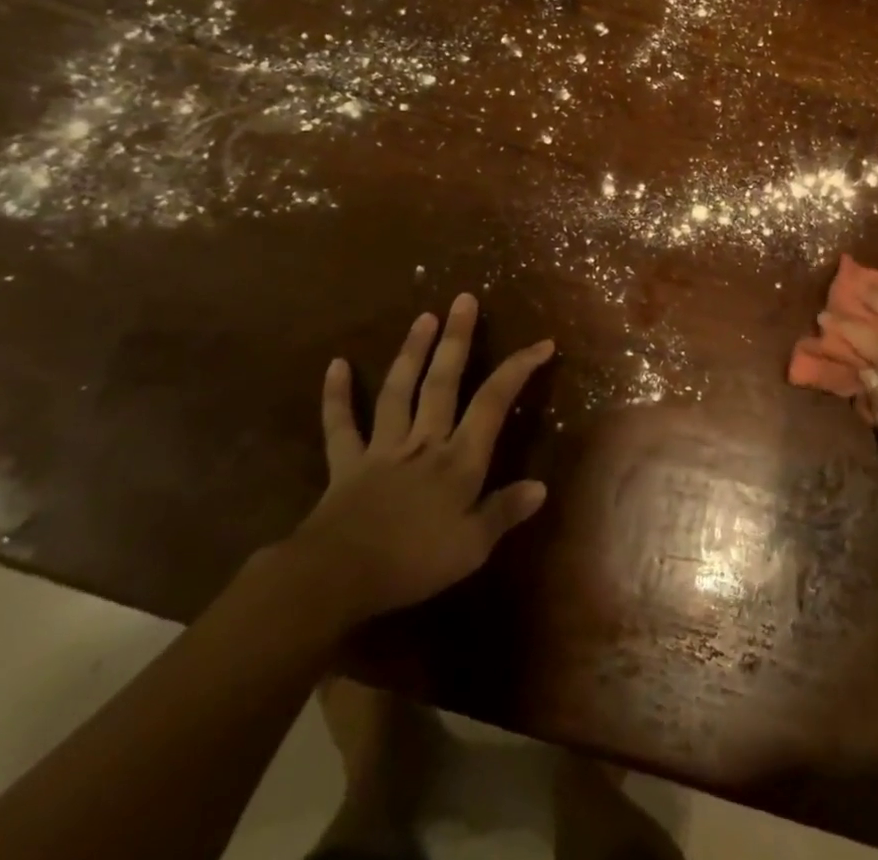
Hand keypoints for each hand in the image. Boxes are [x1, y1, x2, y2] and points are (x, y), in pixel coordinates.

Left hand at [284, 293, 553, 626]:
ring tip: (424, 317)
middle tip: (464, 299)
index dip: (518, 369)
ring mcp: (383, 448)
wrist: (336, 578)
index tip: (542, 343)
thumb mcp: (471, 547)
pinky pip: (341, 426)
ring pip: (399, 391)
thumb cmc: (412, 563)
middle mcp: (424, 442)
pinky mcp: (347, 464)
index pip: (494, 403)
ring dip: (412, 352)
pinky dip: (337, 396)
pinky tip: (336, 365)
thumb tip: (540, 486)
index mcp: (459, 460)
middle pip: (443, 382)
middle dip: (457, 339)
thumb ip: (504, 512)